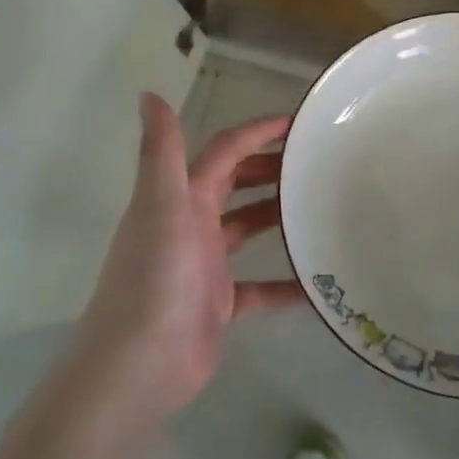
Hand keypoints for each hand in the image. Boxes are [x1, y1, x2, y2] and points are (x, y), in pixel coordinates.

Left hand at [72, 94, 302, 419]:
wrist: (139, 365)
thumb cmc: (156, 279)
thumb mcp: (161, 207)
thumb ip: (161, 151)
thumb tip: (149, 93)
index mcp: (180, 199)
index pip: (223, 152)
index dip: (257, 132)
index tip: (299, 123)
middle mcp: (190, 225)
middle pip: (234, 185)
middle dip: (270, 169)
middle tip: (314, 164)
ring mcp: (204, 266)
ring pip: (246, 229)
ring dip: (278, 217)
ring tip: (319, 208)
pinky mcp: (217, 303)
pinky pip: (259, 286)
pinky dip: (284, 282)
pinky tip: (316, 282)